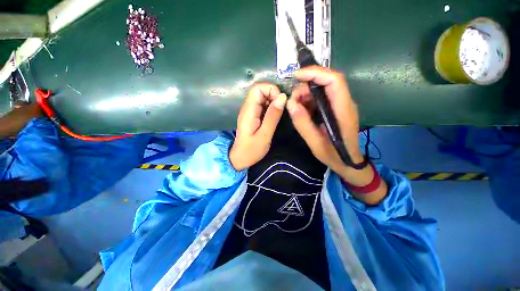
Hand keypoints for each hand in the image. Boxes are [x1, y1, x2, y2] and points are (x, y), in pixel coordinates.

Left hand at [229, 83, 286, 170]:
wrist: (240, 158)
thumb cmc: (251, 150)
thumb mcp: (264, 135)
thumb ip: (273, 116)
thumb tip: (283, 97)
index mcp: (248, 111)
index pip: (257, 88)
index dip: (271, 90)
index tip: (281, 101)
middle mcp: (248, 108)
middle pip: (260, 90)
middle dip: (274, 95)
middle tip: (283, 108)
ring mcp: (250, 111)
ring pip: (262, 97)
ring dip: (274, 101)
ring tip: (281, 113)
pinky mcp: (253, 116)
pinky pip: (263, 105)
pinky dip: (271, 107)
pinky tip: (276, 116)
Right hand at [287, 66, 361, 173]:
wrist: (347, 162)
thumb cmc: (333, 154)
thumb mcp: (314, 142)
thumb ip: (302, 123)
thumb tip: (290, 104)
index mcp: (343, 110)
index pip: (334, 81)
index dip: (316, 73)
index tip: (296, 76)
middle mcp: (345, 103)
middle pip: (327, 82)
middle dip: (306, 86)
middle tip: (292, 101)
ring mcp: (341, 105)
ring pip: (322, 89)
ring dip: (306, 94)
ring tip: (295, 108)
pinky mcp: (335, 109)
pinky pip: (321, 98)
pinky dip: (309, 101)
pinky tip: (302, 111)